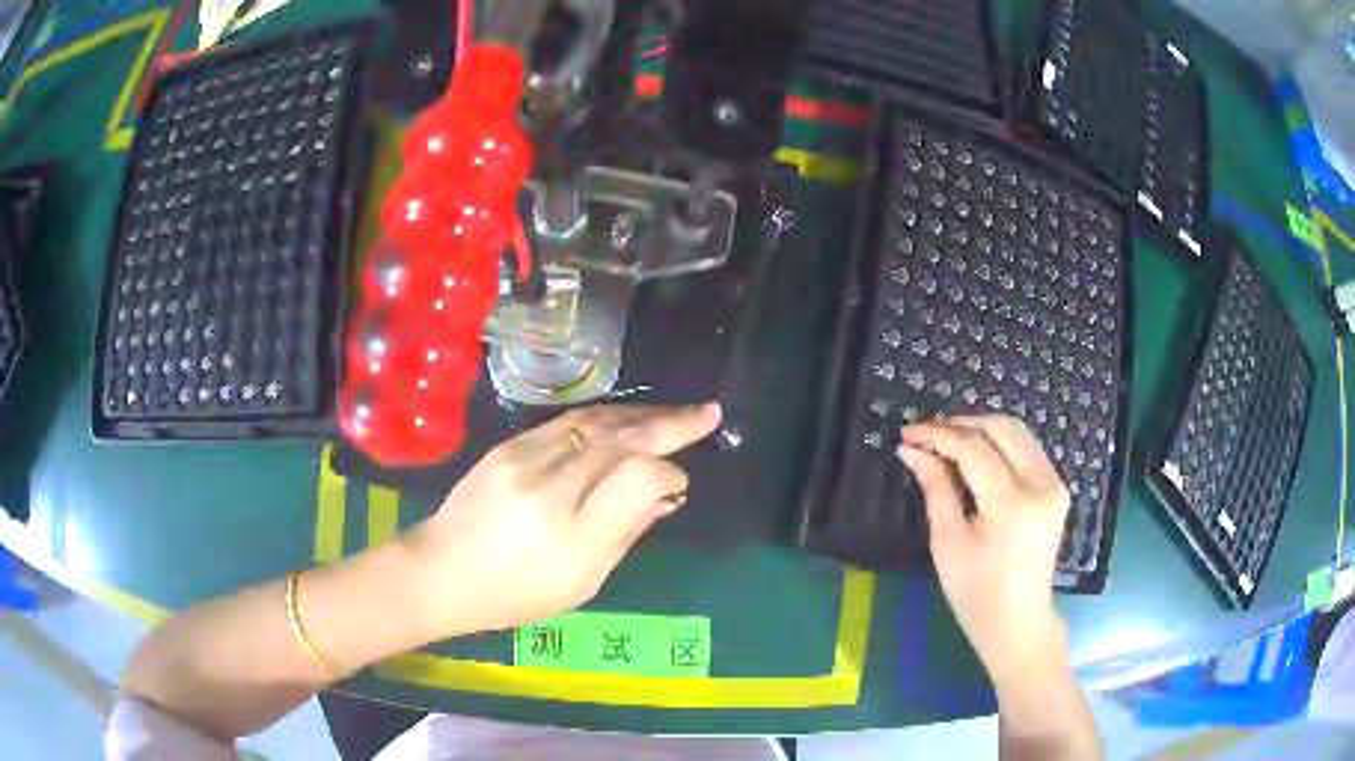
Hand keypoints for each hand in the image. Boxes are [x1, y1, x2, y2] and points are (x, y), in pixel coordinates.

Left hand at [406, 403, 721, 636]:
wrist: (440, 571)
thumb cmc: (514, 594)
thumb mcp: (581, 583)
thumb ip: (626, 532)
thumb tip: (666, 493)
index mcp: (573, 535)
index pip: (639, 478)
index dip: (668, 473)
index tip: (680, 484)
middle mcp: (550, 486)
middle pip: (621, 439)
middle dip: (671, 423)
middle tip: (708, 412)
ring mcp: (525, 459)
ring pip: (596, 422)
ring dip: (640, 414)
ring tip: (674, 413)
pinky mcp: (508, 446)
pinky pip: (567, 421)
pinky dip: (605, 417)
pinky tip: (625, 419)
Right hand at [897, 415, 1070, 682]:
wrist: (1018, 623)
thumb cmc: (975, 594)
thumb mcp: (948, 543)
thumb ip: (935, 489)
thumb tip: (912, 450)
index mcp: (1012, 505)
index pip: (974, 449)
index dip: (939, 434)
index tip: (908, 433)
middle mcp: (1042, 485)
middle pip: (1002, 427)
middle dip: (961, 423)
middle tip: (927, 434)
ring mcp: (1055, 485)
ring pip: (1018, 432)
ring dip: (981, 429)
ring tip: (947, 442)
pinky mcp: (1057, 489)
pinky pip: (1027, 448)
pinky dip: (999, 443)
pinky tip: (975, 456)